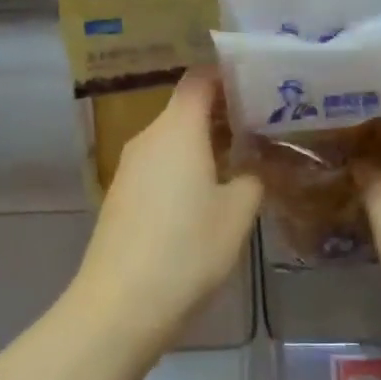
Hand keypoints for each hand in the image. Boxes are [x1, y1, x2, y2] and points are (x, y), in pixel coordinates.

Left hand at [73, 70, 262, 353]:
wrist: (120, 303)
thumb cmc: (187, 250)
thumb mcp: (236, 215)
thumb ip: (251, 179)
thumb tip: (249, 167)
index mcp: (177, 128)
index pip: (199, 80)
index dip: (227, 76)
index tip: (256, 85)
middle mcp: (148, 137)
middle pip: (184, 108)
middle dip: (221, 113)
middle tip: (260, 127)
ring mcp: (129, 166)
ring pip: (171, 138)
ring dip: (202, 143)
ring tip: (239, 160)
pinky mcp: (121, 194)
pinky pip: (157, 164)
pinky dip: (182, 166)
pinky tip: (203, 194)